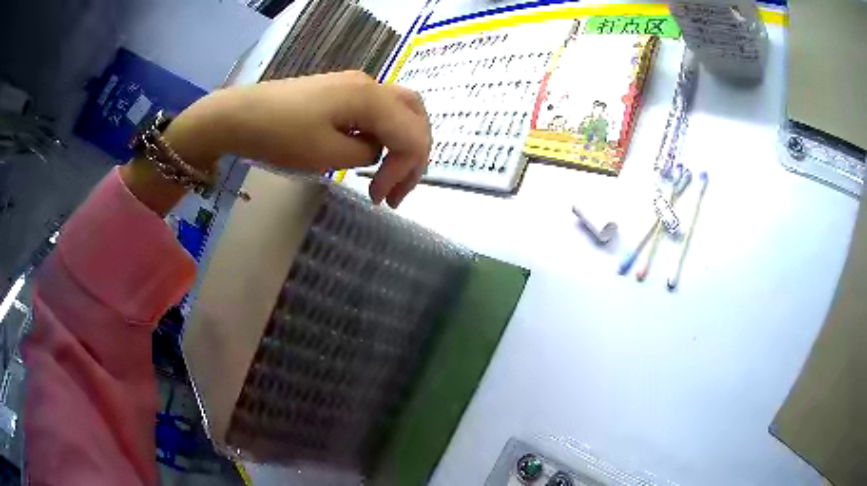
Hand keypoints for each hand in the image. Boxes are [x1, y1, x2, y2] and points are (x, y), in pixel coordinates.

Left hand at [121, 71, 431, 214]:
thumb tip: (373, 151)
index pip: (412, 135)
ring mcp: (355, 85)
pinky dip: (382, 135)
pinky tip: (367, 154)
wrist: (240, 115)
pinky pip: (377, 111)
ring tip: (385, 177)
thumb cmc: (280, 135)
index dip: (405, 171)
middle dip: (414, 156)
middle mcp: (370, 85)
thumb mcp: (326, 153)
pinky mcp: (340, 91)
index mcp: (371, 98)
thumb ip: (364, 153)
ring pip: (399, 111)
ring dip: (401, 144)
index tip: (380, 199)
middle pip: (415, 116)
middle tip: (398, 189)